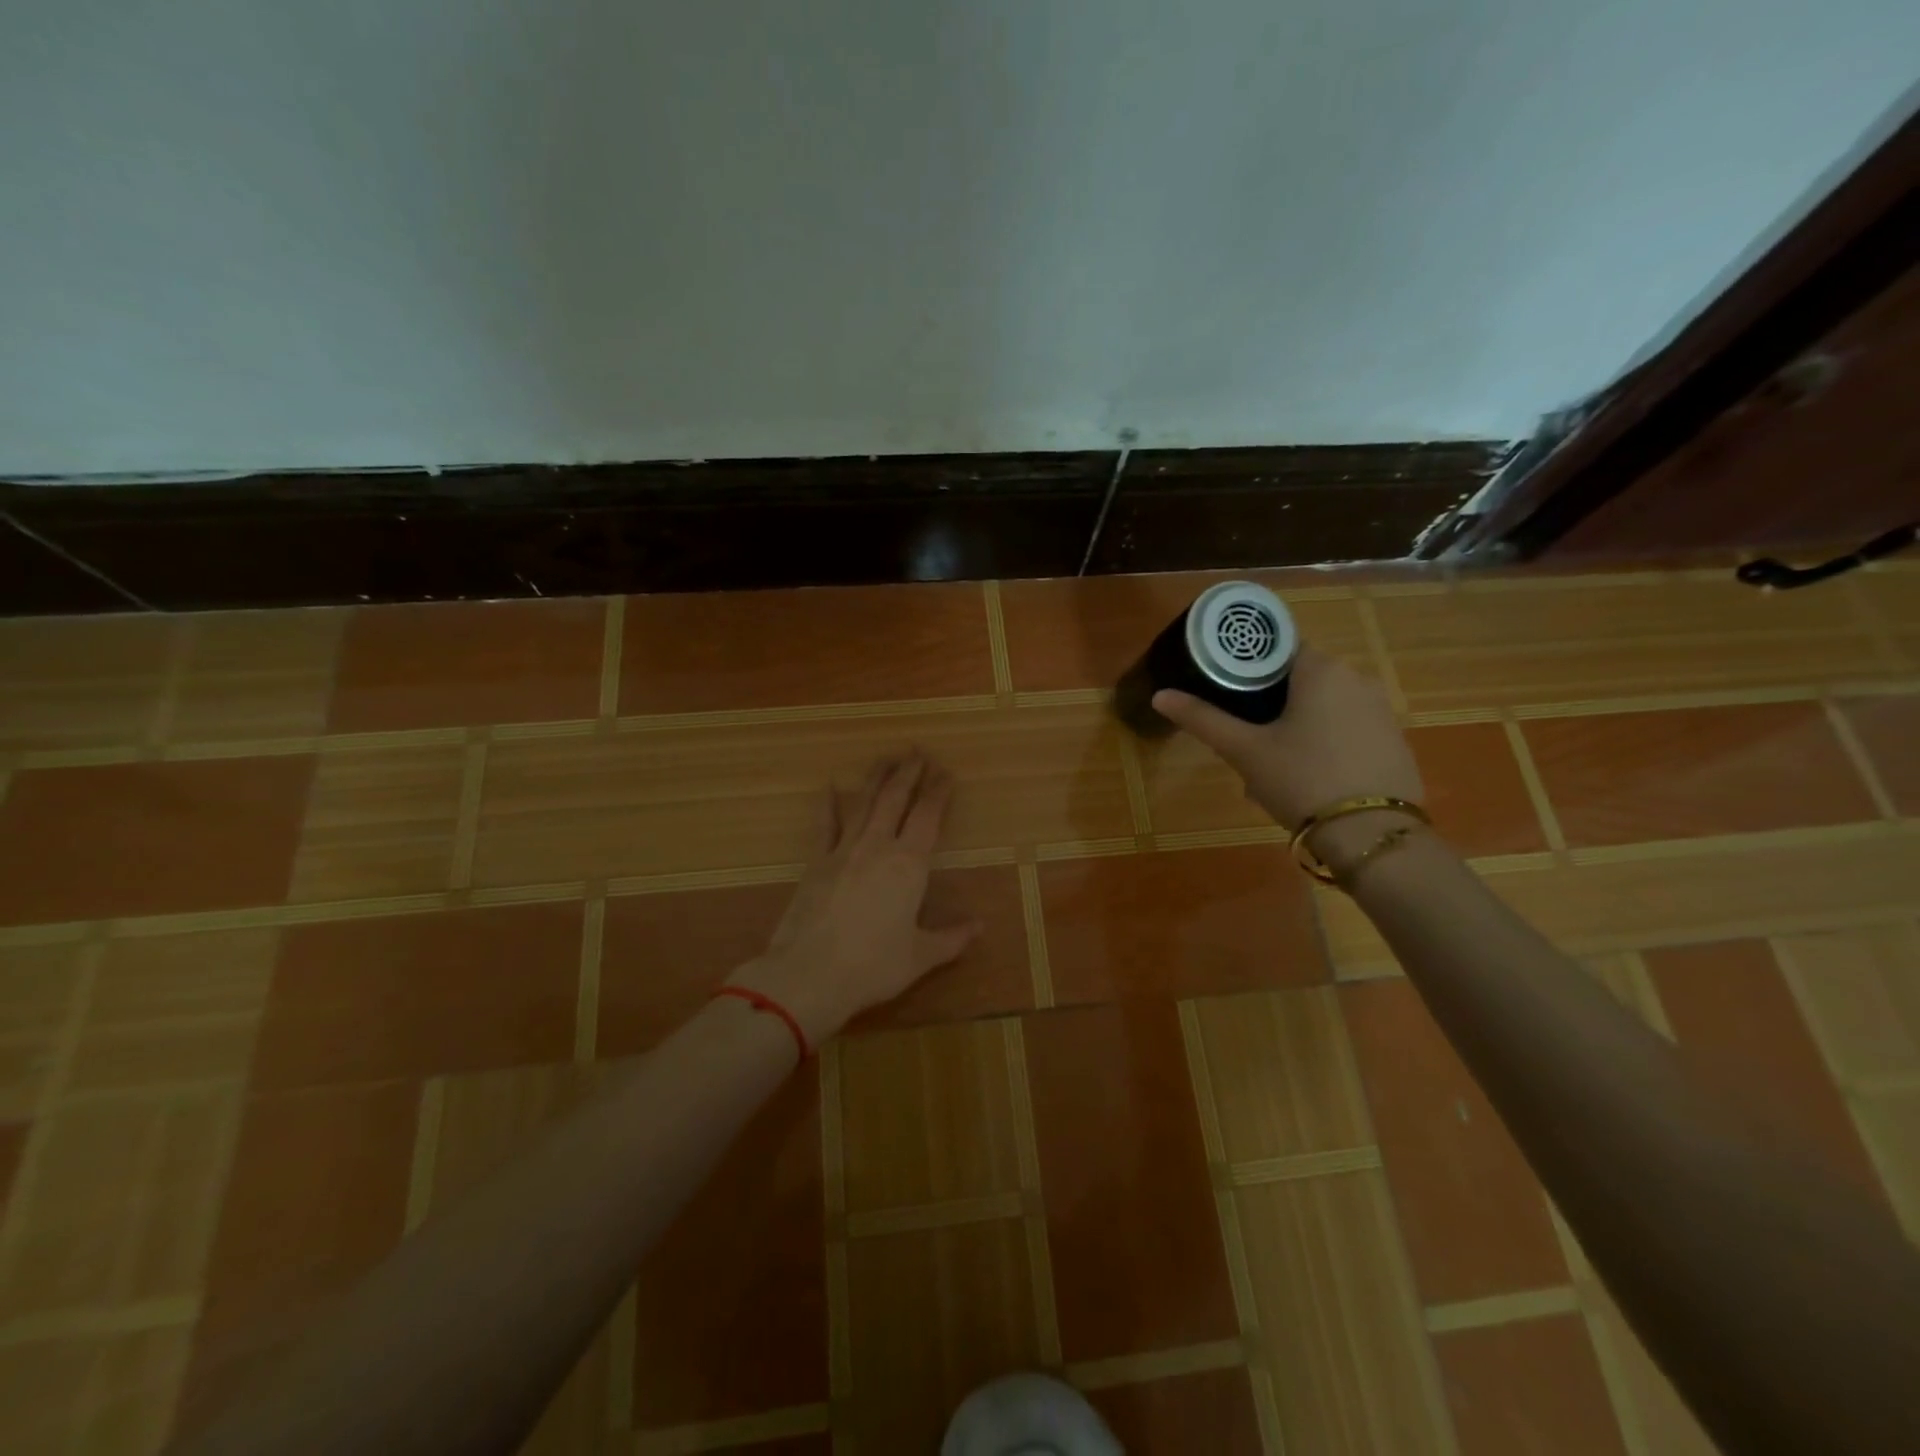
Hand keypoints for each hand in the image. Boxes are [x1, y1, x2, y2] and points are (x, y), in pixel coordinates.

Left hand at [729, 753, 979, 1047]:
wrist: (809, 974)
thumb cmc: (873, 966)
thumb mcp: (920, 957)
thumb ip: (951, 939)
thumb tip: (980, 927)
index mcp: (909, 865)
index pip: (928, 817)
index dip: (938, 792)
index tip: (945, 772)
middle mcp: (878, 847)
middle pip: (895, 799)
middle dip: (909, 772)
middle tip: (917, 750)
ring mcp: (843, 851)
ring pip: (864, 803)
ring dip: (876, 778)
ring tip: (886, 756)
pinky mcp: (816, 863)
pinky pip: (825, 826)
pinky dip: (828, 804)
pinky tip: (831, 786)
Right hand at [1151, 646, 1424, 859]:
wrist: (1372, 836)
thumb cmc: (1301, 780)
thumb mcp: (1244, 750)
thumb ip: (1202, 719)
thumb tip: (1159, 695)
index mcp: (1321, 669)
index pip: (1276, 648)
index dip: (1245, 668)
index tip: (1225, 694)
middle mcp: (1358, 678)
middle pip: (1299, 680)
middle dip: (1268, 706)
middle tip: (1242, 740)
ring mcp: (1382, 711)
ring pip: (1322, 707)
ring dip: (1294, 727)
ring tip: (1269, 766)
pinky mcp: (1394, 742)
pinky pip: (1347, 730)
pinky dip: (1323, 744)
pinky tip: (1307, 779)